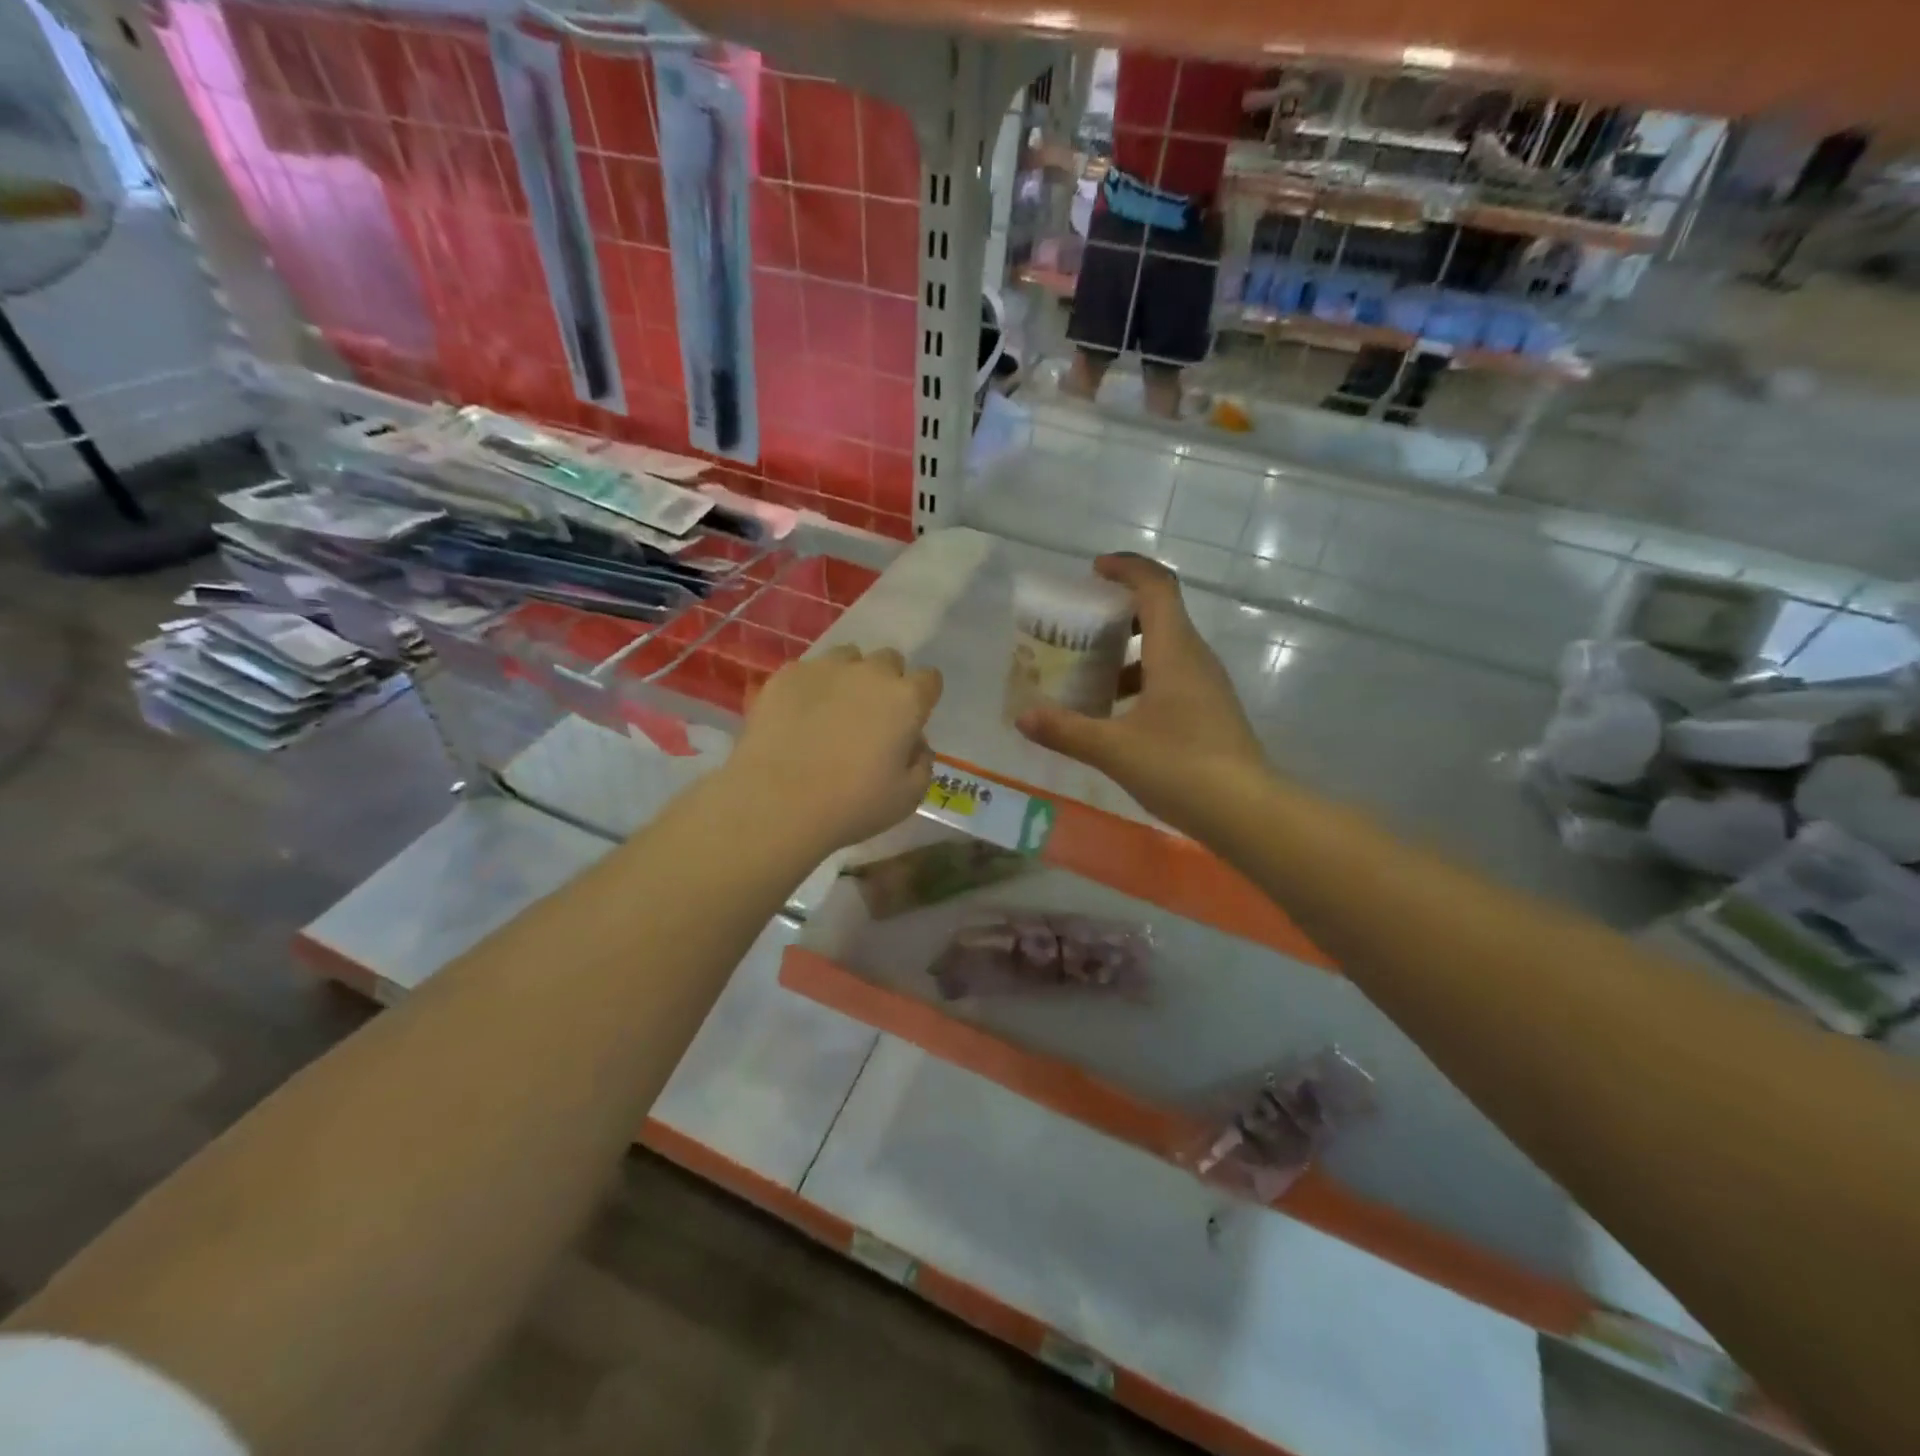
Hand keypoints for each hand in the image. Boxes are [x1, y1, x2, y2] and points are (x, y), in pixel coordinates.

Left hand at [728, 645, 942, 853]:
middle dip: (887, 682)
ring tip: (834, 709)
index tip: (911, 720)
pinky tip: (798, 716)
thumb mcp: (907, 798)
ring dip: (849, 676)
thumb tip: (915, 745)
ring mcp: (825, 668)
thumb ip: (922, 764)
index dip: (923, 697)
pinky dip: (810, 687)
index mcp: (906, 699)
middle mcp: (870, 673)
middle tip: (872, 716)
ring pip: (848, 657)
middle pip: (889, 660)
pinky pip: (808, 670)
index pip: (930, 679)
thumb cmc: (852, 805)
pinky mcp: (786, 675)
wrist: (777, 803)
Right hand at [1015, 554, 1265, 827]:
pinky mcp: (1211, 711)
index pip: (1155, 587)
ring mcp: (1208, 685)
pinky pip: (1173, 678)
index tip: (1094, 570)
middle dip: (1119, 613)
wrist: (1246, 812)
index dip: (1126, 569)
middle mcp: (1195, 658)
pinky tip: (1116, 716)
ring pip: (1165, 650)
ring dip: (1128, 653)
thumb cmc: (1179, 767)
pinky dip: (1141, 681)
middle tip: (1081, 628)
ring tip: (1089, 676)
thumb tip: (1022, 717)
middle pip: (1160, 614)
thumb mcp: (1113, 748)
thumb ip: (1065, 729)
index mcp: (1174, 651)